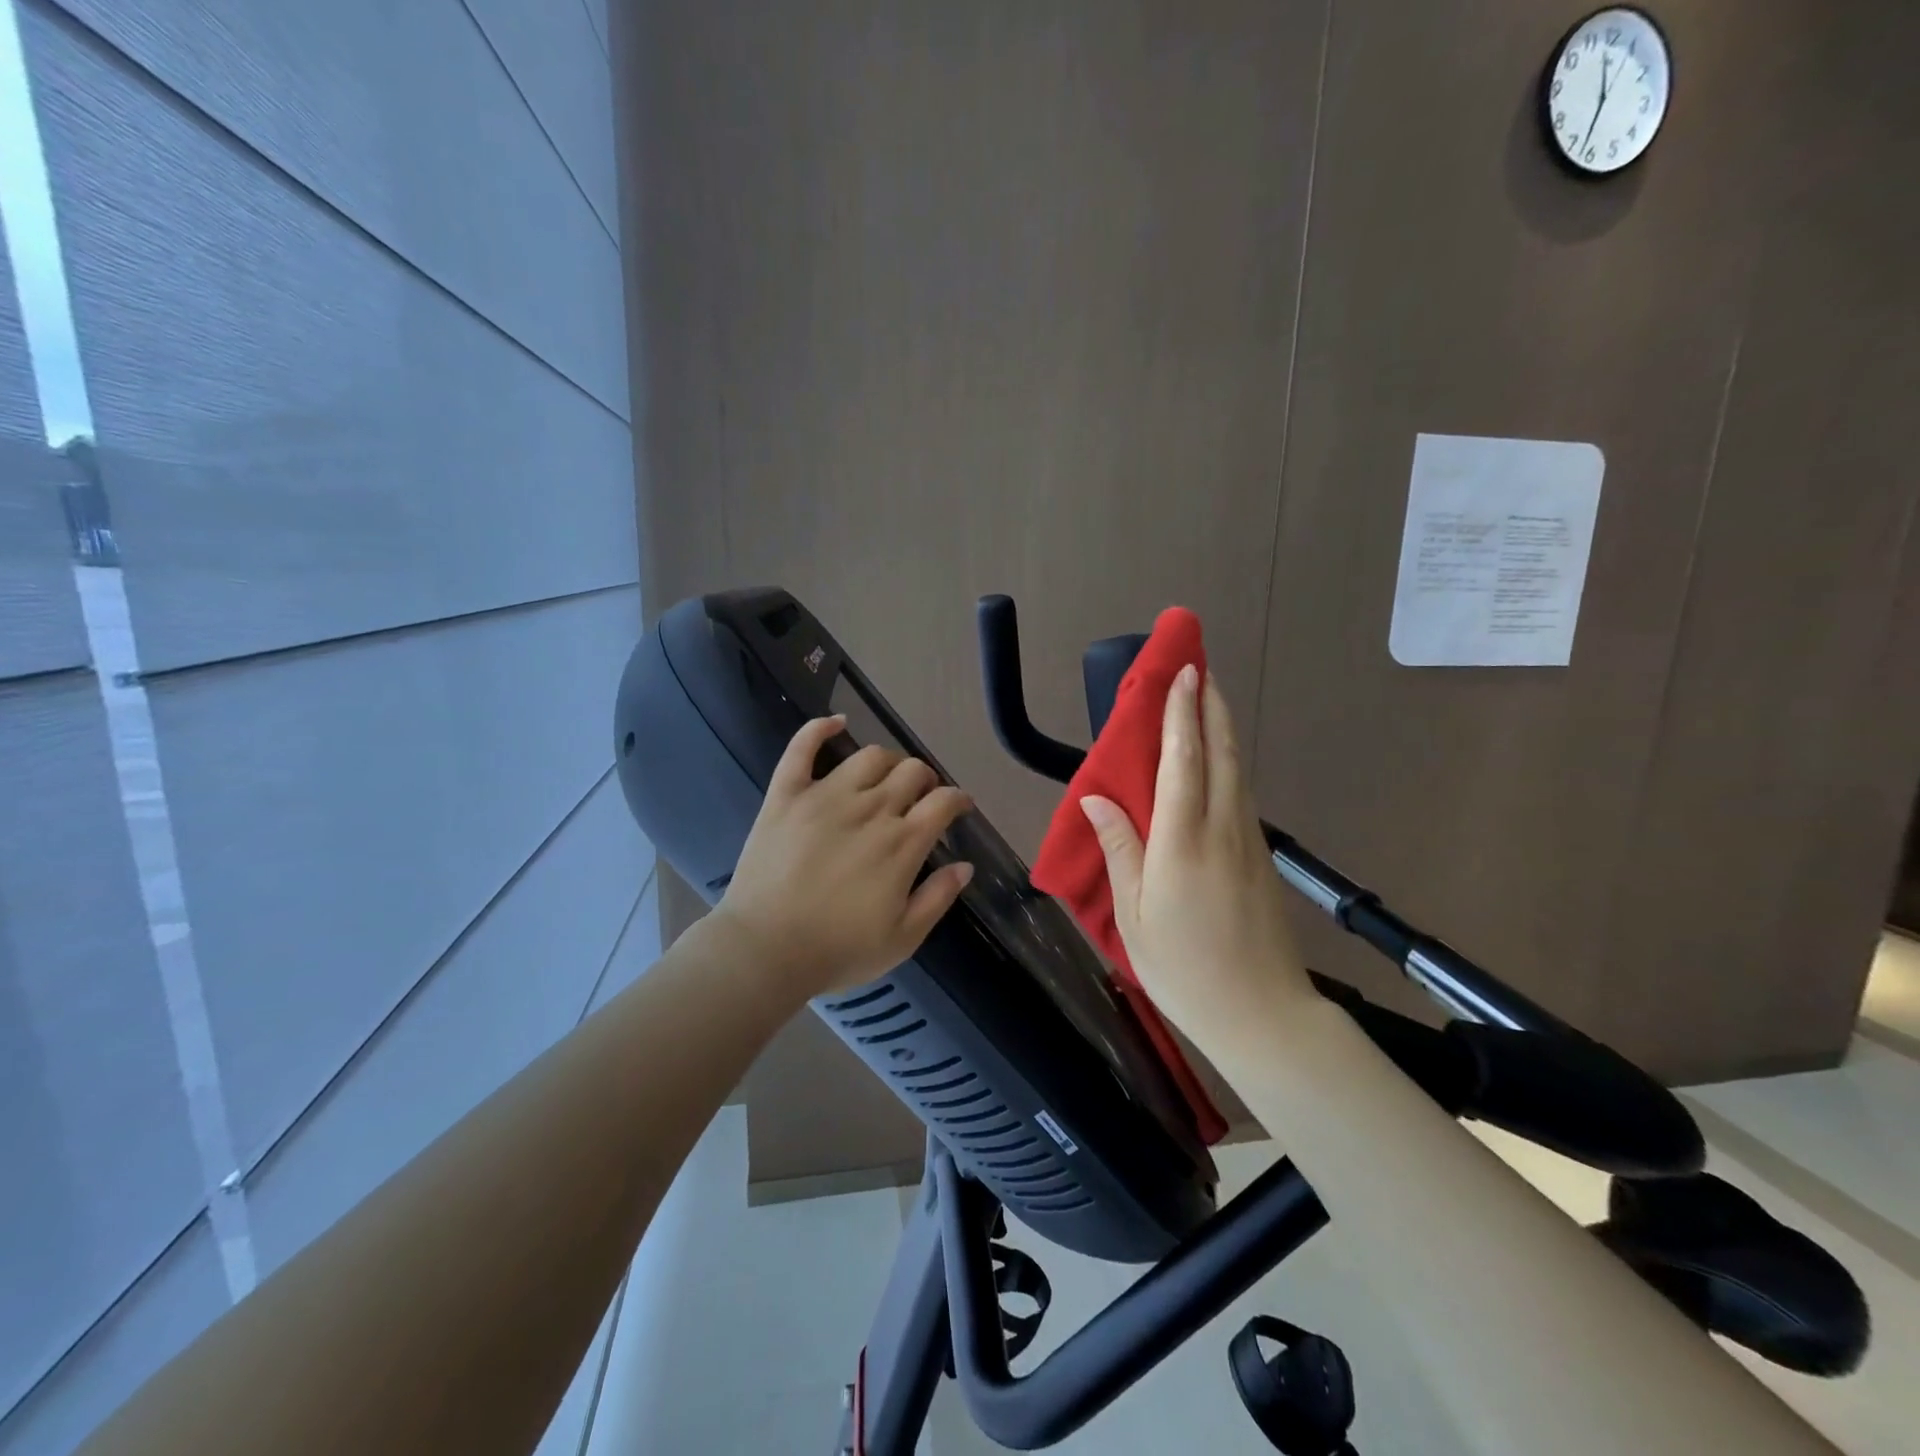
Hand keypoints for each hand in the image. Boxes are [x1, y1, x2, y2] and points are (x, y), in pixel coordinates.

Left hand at [711, 714, 974, 1000]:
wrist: (764, 951)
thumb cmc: (837, 951)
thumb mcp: (902, 938)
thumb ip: (938, 898)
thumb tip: (965, 865)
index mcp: (902, 844)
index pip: (943, 802)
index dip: (958, 799)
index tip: (959, 806)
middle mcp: (870, 809)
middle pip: (911, 772)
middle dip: (926, 780)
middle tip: (922, 796)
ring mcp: (825, 796)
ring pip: (869, 756)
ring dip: (888, 761)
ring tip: (886, 776)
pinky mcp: (787, 795)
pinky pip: (802, 748)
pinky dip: (820, 728)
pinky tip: (835, 722)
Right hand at [1079, 665, 1311, 1051]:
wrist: (1263, 1014)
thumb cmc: (1184, 969)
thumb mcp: (1134, 916)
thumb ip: (1120, 850)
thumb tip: (1096, 799)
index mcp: (1182, 842)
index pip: (1182, 761)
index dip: (1180, 714)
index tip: (1182, 673)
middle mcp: (1221, 829)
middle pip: (1220, 753)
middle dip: (1210, 706)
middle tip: (1200, 668)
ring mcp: (1248, 841)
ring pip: (1237, 770)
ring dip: (1222, 729)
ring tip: (1208, 700)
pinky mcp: (1261, 857)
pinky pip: (1242, 794)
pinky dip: (1228, 763)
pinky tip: (1218, 760)